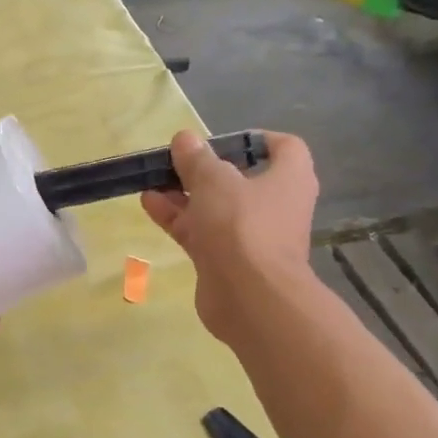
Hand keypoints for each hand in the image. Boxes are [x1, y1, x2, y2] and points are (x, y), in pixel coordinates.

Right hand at [141, 130, 317, 341]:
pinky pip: (201, 231)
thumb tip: (185, 139)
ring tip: (152, 180)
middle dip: (205, 169)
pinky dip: (178, 217)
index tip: (219, 141)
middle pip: (240, 177)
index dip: (253, 139)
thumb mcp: (214, 180)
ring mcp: (250, 235)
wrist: (250, 298)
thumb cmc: (242, 225)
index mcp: (289, 177)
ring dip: (185, 193)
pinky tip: (149, 203)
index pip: (283, 147)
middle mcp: (275, 204)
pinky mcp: (227, 260)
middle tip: (175, 161)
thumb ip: (197, 158)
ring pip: (215, 206)